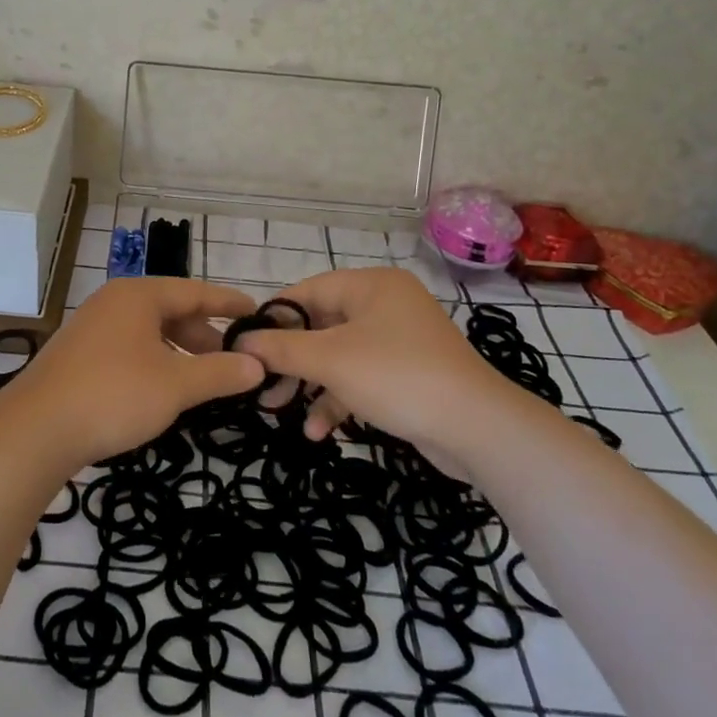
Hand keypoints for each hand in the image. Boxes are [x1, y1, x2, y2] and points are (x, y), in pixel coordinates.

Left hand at [0, 278, 264, 472]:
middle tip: (232, 362)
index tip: (257, 314)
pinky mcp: (78, 354)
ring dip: (179, 352)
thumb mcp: (176, 385)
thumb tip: (258, 365)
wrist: (35, 430)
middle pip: (171, 310)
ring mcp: (92, 327)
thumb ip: (220, 373)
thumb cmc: (113, 395)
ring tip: (201, 381)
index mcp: (138, 296)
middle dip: (204, 335)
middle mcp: (114, 302)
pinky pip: (129, 348)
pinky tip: (162, 390)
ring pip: (149, 332)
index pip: (195, 291)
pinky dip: (154, 362)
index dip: (228, 304)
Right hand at [233, 267, 526, 469]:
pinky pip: (361, 377)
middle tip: (260, 386)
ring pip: (338, 355)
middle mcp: (385, 305)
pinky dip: (338, 399)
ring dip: (310, 384)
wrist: (477, 428)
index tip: (243, 346)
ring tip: (279, 411)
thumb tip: (240, 341)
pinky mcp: (407, 373)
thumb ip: (281, 348)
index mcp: (370, 285)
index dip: (273, 317)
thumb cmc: (398, 377)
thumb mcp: (331, 360)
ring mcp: (399, 340)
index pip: (307, 291)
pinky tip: (319, 432)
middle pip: (321, 325)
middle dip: (290, 360)